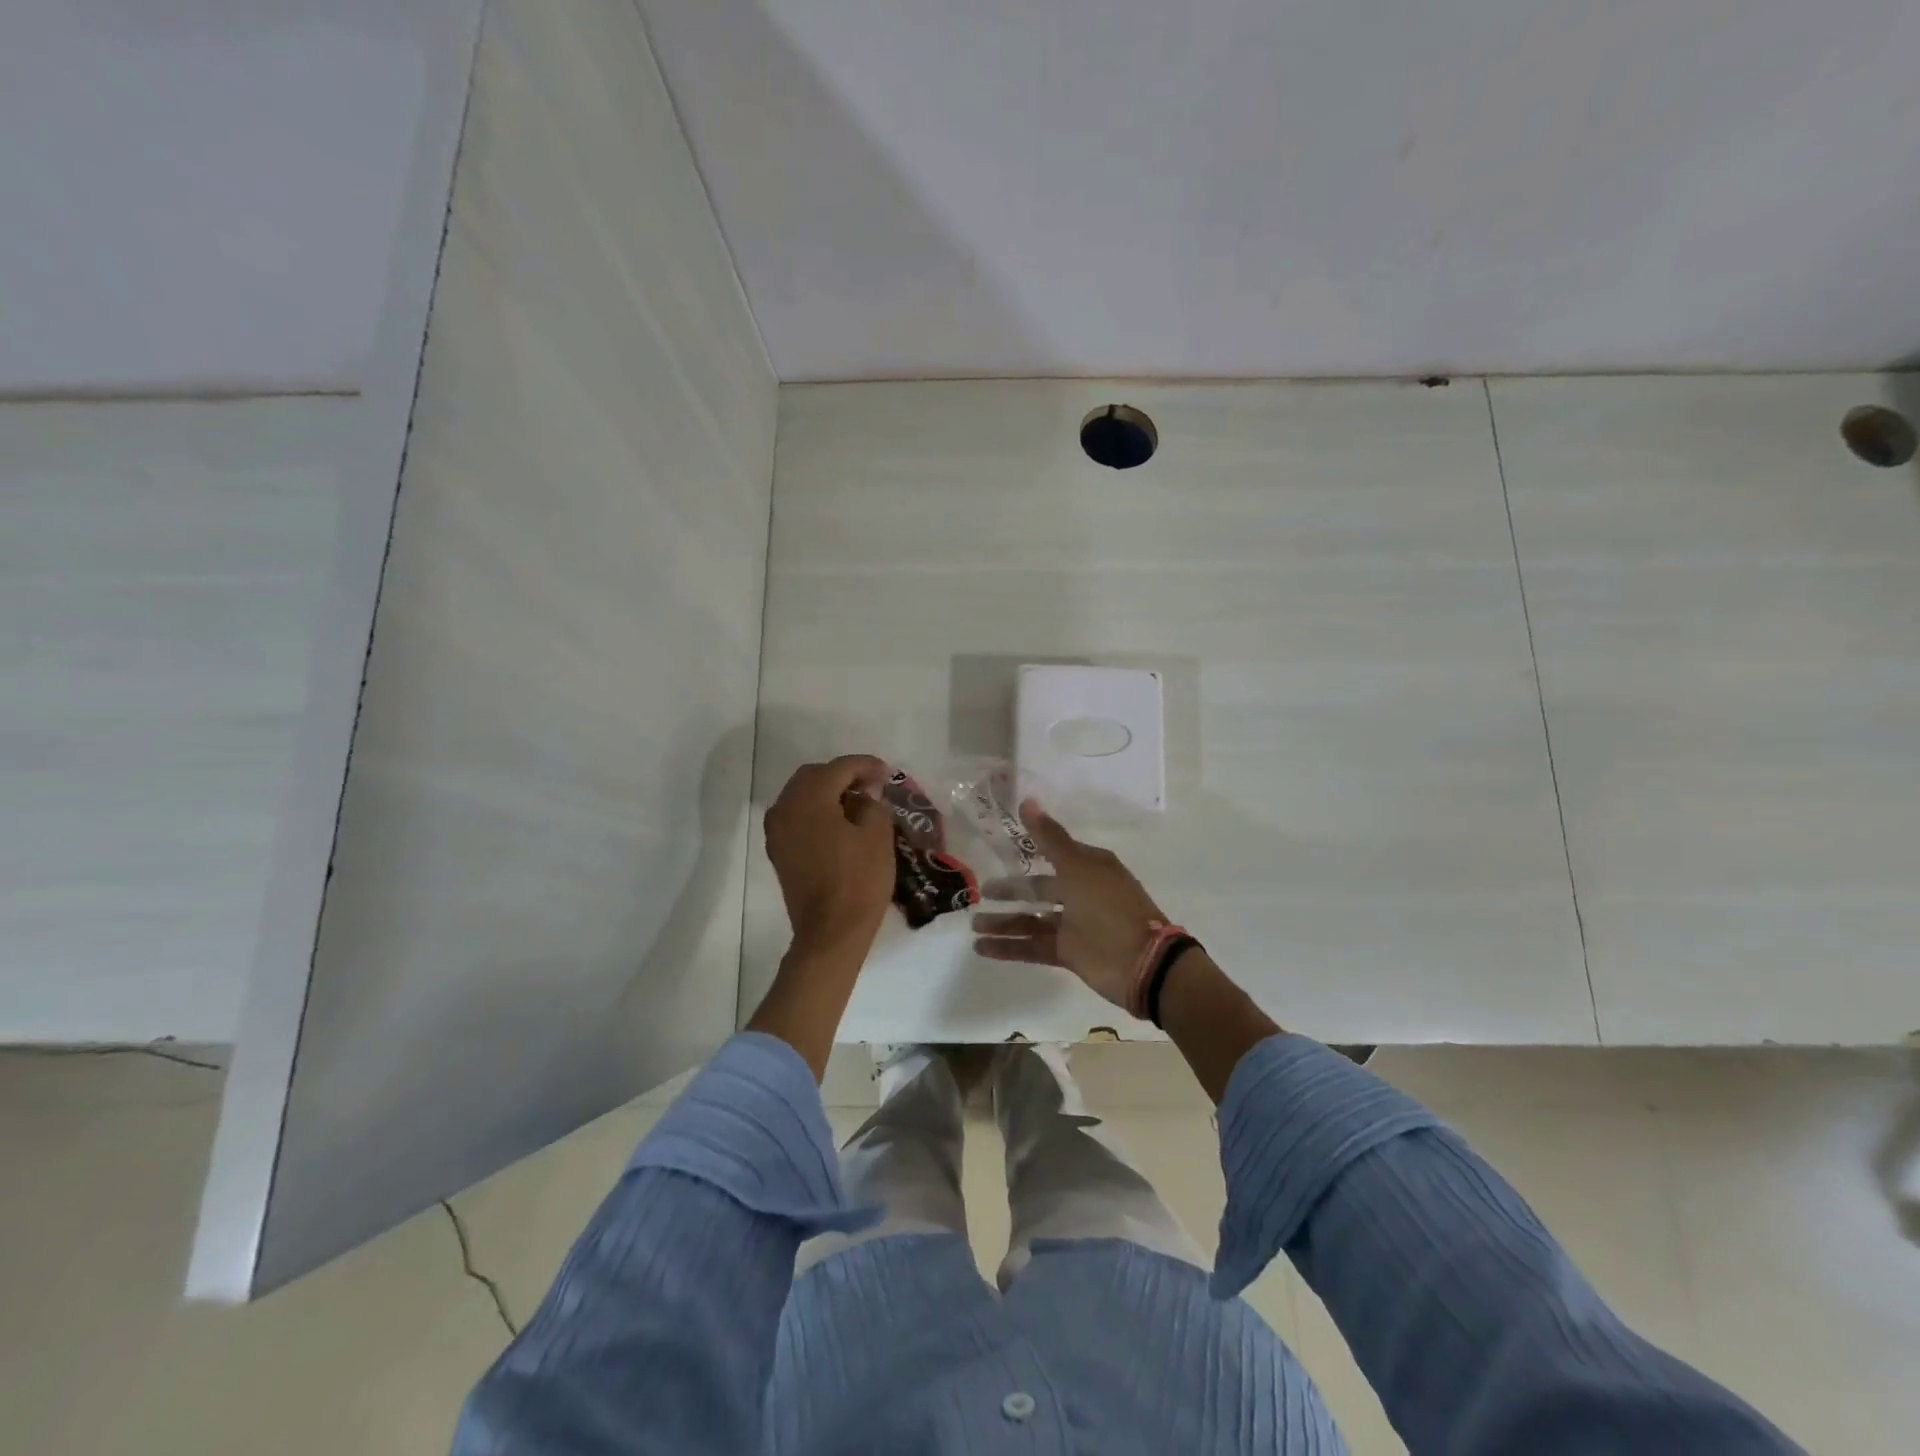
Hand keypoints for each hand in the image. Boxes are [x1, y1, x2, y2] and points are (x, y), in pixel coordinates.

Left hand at [764, 755, 893, 956]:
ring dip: (826, 792)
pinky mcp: (778, 850)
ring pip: (800, 794)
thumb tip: (862, 795)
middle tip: (870, 785)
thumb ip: (871, 803)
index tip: (886, 772)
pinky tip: (837, 822)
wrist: (830, 931)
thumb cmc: (859, 880)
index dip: (865, 765)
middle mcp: (786, 807)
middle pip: (814, 776)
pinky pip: (795, 815)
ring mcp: (777, 830)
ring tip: (855, 803)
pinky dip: (815, 810)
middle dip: (842, 775)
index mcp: (810, 798)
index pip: (839, 768)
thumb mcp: (878, 834)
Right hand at [971, 799, 1168, 1008]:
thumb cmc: (1109, 907)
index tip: (1000, 848)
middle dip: (1011, 891)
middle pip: (1039, 889)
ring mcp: (1075, 925)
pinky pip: (1033, 946)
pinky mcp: (1069, 953)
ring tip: (974, 924)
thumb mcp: (1078, 867)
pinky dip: (1009, 947)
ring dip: (1004, 922)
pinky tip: (982, 947)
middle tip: (981, 891)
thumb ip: (1049, 838)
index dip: (1029, 850)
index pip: (1055, 853)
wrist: (1141, 963)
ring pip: (1032, 920)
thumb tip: (1028, 800)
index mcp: (1089, 868)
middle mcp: (1081, 894)